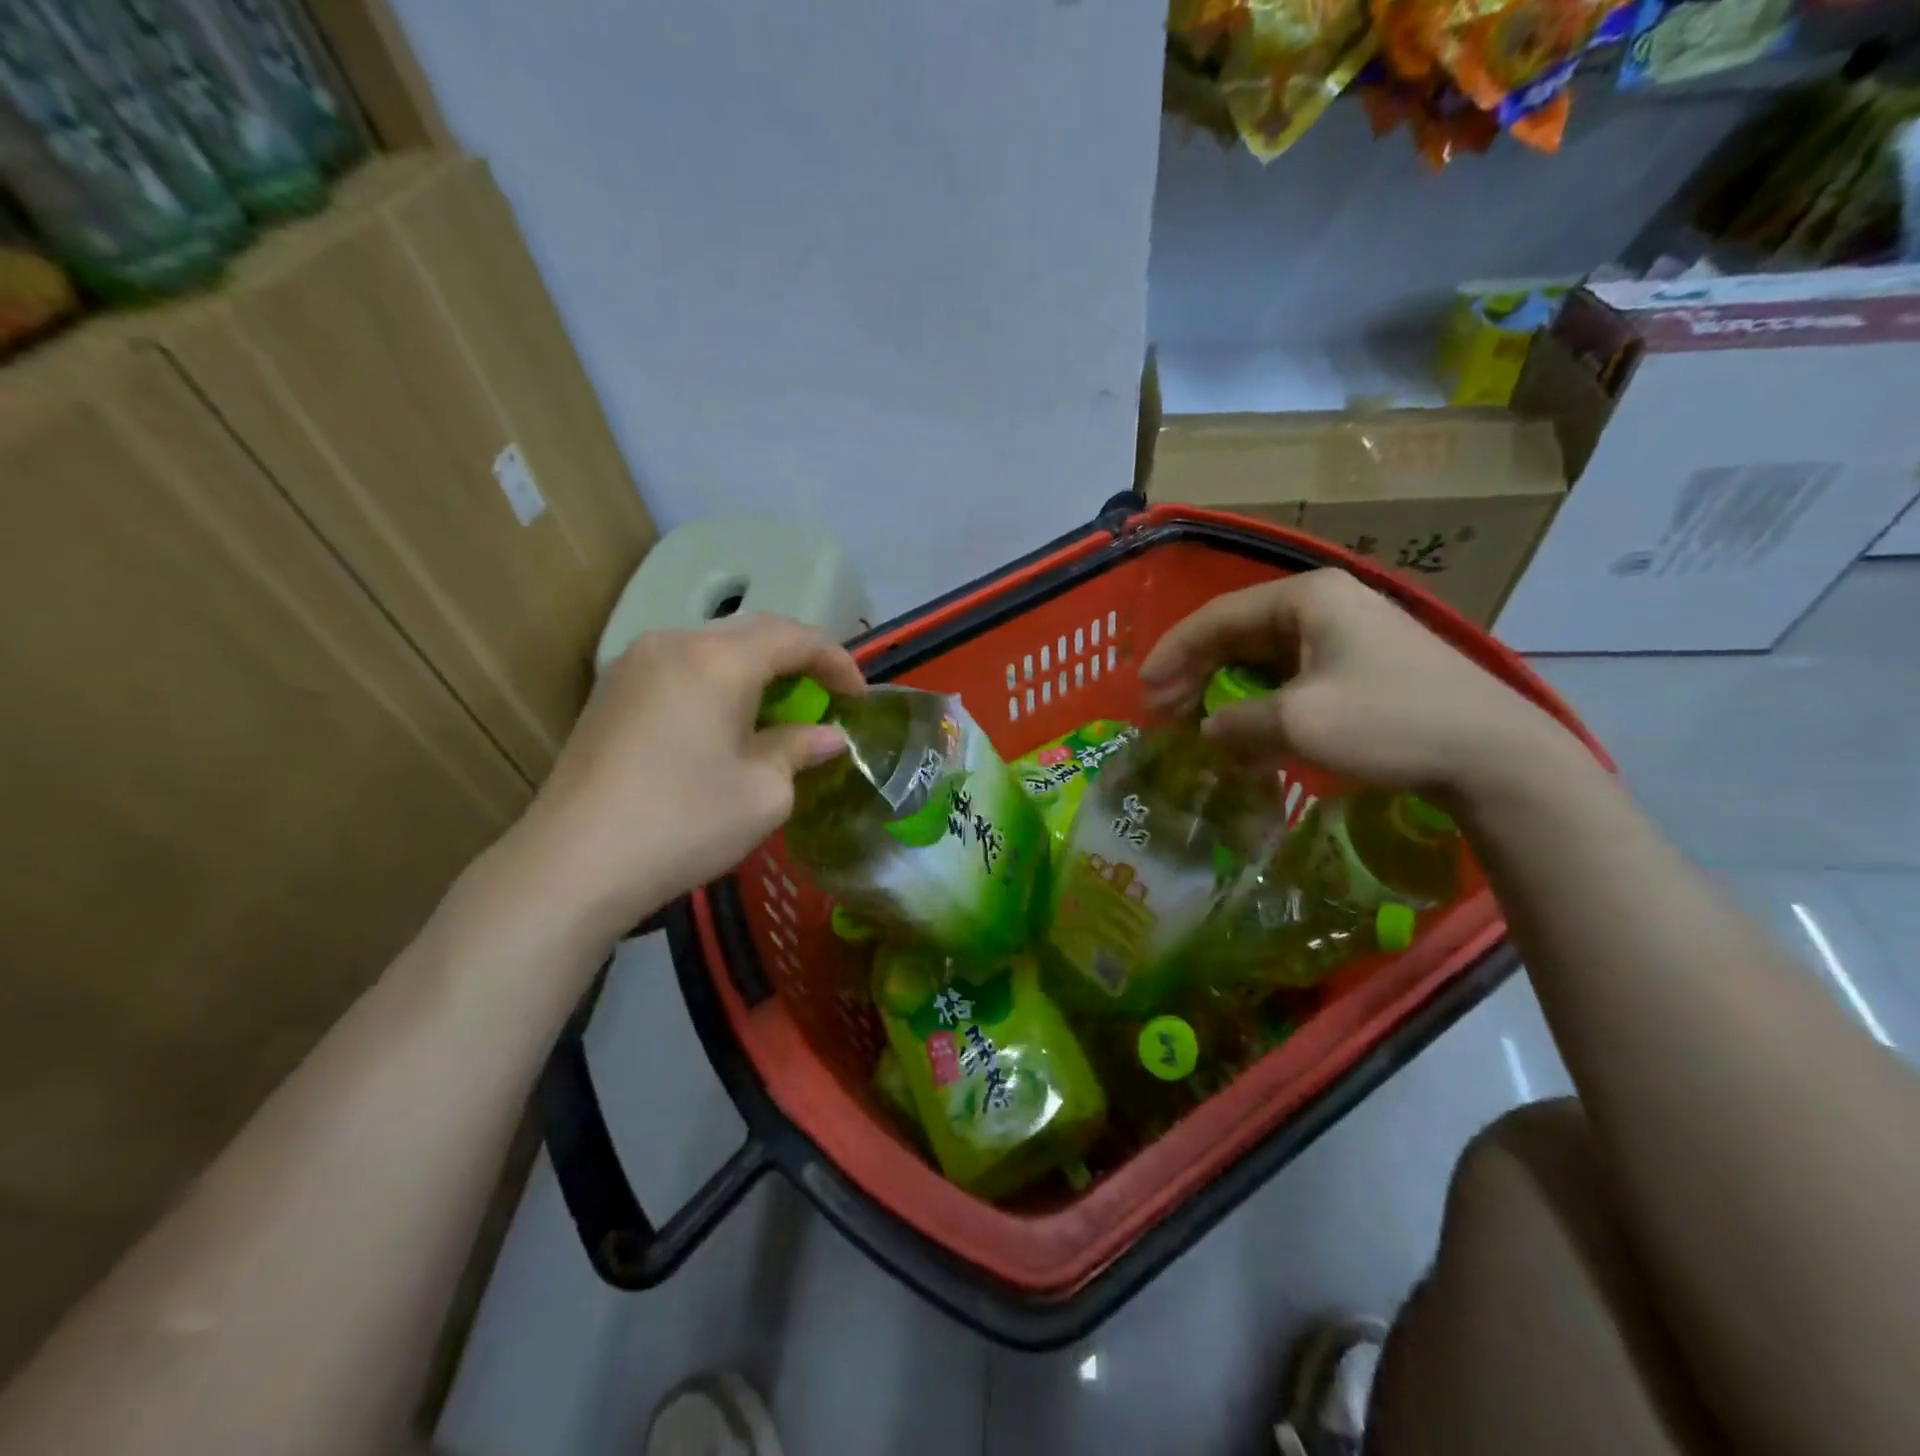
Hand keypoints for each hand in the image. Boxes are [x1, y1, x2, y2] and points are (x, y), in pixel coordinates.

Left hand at [512, 614, 864, 938]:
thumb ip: (799, 750)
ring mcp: (633, 664)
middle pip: (752, 633)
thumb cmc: (684, 823)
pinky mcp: (609, 692)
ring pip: (712, 647)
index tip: (859, 697)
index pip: (794, 637)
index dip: (836, 661)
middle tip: (825, 696)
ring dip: (755, 670)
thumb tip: (827, 736)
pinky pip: (680, 668)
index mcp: (718, 660)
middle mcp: (673, 643)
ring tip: (779, 708)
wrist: (573, 864)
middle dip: (797, 659)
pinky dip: (717, 682)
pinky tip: (725, 721)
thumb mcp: (764, 793)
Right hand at [1137, 569, 1576, 796]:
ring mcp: (1347, 634)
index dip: (1173, 653)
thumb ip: (1236, 723)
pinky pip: (1293, 677)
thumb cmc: (1388, 722)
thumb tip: (1206, 729)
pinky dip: (1262, 704)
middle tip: (1163, 710)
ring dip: (1226, 691)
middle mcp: (1324, 604)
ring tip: (1197, 723)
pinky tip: (1248, 737)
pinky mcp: (1364, 665)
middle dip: (1196, 673)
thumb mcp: (1297, 723)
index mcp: (1305, 598)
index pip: (1216, 617)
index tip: (1143, 689)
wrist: (1492, 754)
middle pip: (1238, 634)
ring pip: (1264, 658)